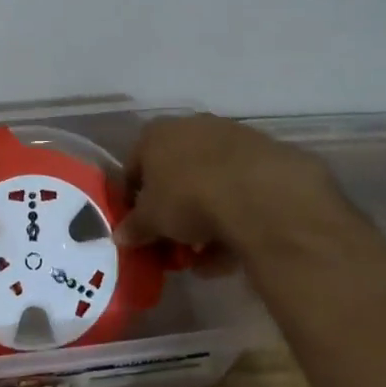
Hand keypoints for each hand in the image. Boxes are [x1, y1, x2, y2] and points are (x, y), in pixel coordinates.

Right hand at [113, 114, 372, 269]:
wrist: (257, 191)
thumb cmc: (188, 197)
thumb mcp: (151, 220)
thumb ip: (134, 227)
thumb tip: (121, 235)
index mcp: (156, 134)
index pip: (135, 165)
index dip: (133, 199)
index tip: (138, 227)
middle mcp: (192, 127)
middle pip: (176, 174)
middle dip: (173, 211)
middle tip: (173, 242)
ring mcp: (231, 139)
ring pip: (210, 184)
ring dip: (205, 221)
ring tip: (204, 259)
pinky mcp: (264, 158)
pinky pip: (240, 192)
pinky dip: (233, 221)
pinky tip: (231, 256)